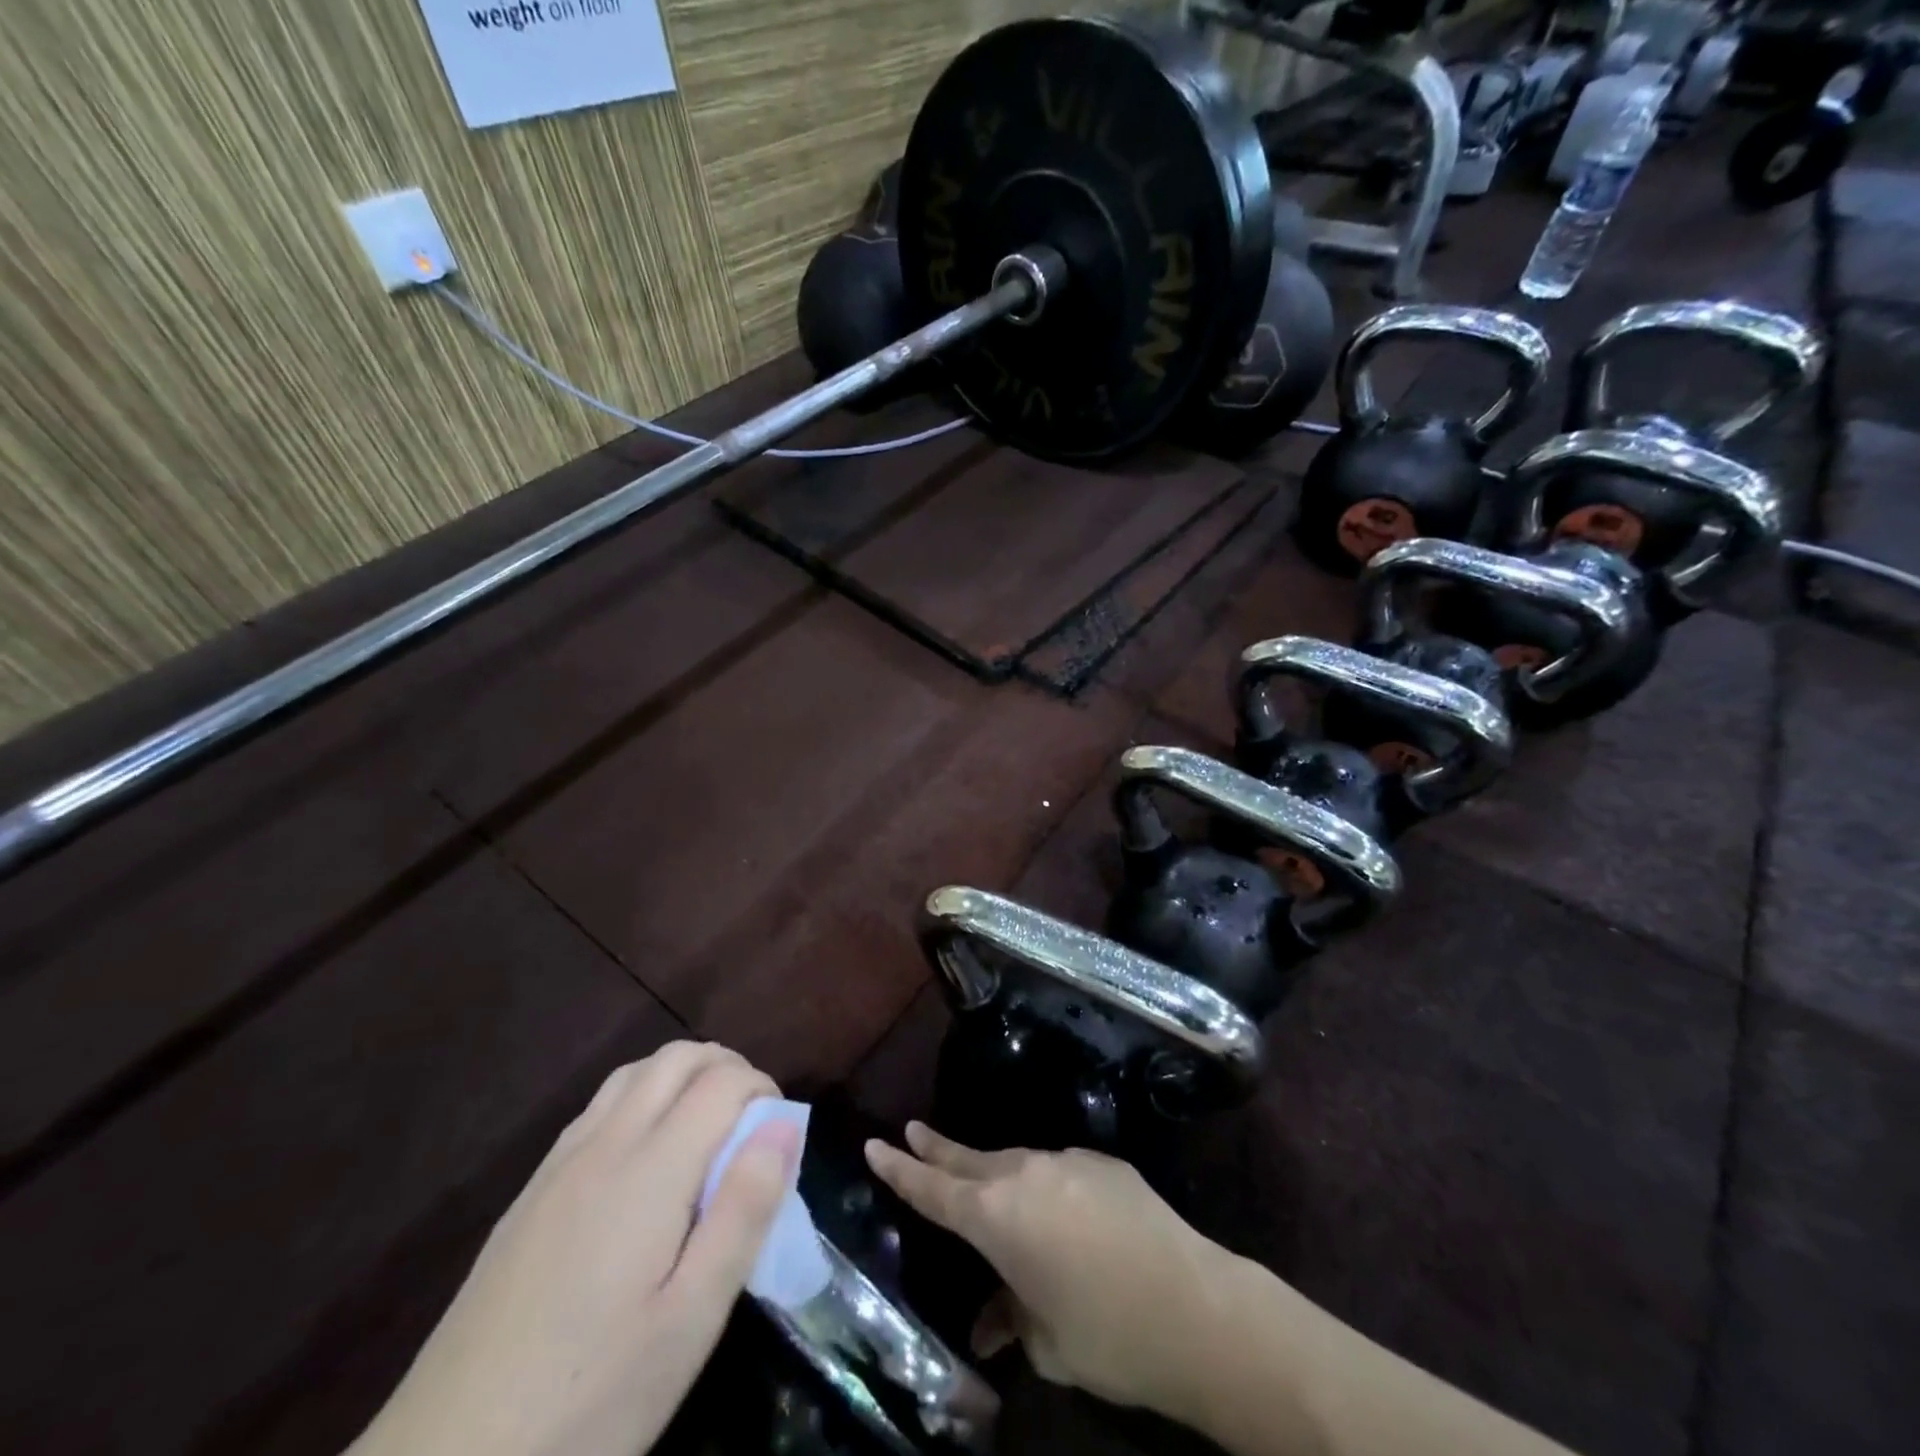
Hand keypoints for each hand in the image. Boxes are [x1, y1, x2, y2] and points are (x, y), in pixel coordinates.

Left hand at [352, 1043, 798, 1455]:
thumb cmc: (589, 1398)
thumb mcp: (690, 1321)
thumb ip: (744, 1212)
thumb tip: (784, 1124)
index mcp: (649, 1170)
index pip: (722, 1081)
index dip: (763, 1089)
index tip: (780, 1136)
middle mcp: (603, 1145)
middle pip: (676, 1058)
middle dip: (727, 1068)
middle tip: (751, 1126)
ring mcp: (558, 1165)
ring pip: (633, 1074)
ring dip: (681, 1077)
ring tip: (706, 1133)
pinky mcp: (529, 1193)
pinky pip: (597, 1108)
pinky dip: (640, 1099)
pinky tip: (644, 1161)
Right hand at [864, 1123, 1239, 1421]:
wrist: (1197, 1309)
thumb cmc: (1107, 1335)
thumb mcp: (1046, 1343)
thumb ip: (1011, 1318)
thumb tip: (992, 1321)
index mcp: (997, 1217)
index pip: (933, 1190)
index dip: (901, 1170)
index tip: (876, 1143)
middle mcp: (1026, 1175)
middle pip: (969, 1159)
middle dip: (937, 1149)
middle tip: (913, 1131)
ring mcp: (1068, 1162)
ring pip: (1017, 1164)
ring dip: (997, 1175)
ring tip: (986, 1190)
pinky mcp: (1105, 1162)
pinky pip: (1060, 1172)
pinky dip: (1047, 1189)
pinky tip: (1063, 1219)